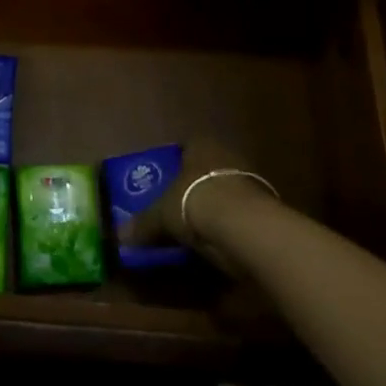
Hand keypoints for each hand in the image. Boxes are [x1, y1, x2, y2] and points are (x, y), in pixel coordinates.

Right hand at [116, 137, 281, 274]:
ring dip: (214, 206)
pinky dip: (229, 225)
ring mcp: (250, 181)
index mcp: (200, 145)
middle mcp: (226, 156)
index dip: (172, 161)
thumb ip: (143, 224)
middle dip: (193, 186)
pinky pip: (239, 214)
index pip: (184, 146)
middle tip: (176, 203)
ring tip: (197, 226)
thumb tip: (120, 237)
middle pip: (205, 169)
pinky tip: (218, 240)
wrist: (243, 225)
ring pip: (225, 191)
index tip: (162, 178)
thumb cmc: (194, 201)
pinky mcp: (265, 208)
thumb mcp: (161, 214)